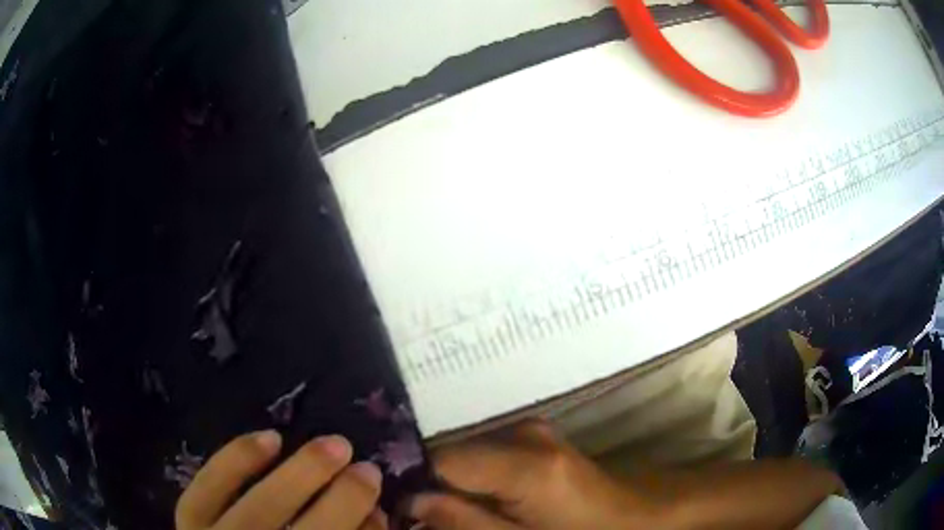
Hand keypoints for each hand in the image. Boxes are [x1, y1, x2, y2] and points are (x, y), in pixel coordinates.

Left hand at [175, 431, 387, 529]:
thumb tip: (373, 516)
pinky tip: (270, 437)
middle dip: (341, 501)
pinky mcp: (189, 521)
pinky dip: (238, 459)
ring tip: (333, 445)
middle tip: (367, 468)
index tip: (383, 506)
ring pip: (258, 510)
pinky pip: (209, 487)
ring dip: (299, 475)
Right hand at [408, 421, 656, 529]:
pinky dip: (473, 478)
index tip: (402, 511)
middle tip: (428, 519)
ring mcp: (532, 431)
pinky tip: (481, 503)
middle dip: (432, 486)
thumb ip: (463, 523)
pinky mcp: (537, 437)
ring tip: (457, 513)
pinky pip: (487, 455)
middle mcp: (524, 433)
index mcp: (525, 463)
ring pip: (467, 454)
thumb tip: (411, 502)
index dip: (414, 483)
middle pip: (452, 454)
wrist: (637, 517)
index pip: (441, 458)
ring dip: (453, 484)